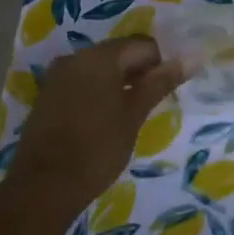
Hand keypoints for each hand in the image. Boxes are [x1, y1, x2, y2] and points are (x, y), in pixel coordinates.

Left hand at [0, 38, 183, 220]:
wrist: (42, 188)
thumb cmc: (96, 150)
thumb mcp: (134, 116)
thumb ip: (160, 83)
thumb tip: (191, 58)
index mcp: (101, 57)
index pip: (143, 45)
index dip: (160, 65)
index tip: (164, 92)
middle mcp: (77, 57)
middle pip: (119, 52)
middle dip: (138, 72)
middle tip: (149, 104)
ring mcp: (58, 75)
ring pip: (99, 67)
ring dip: (118, 82)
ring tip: (128, 113)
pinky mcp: (47, 94)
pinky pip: (81, 81)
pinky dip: (97, 91)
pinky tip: (102, 118)